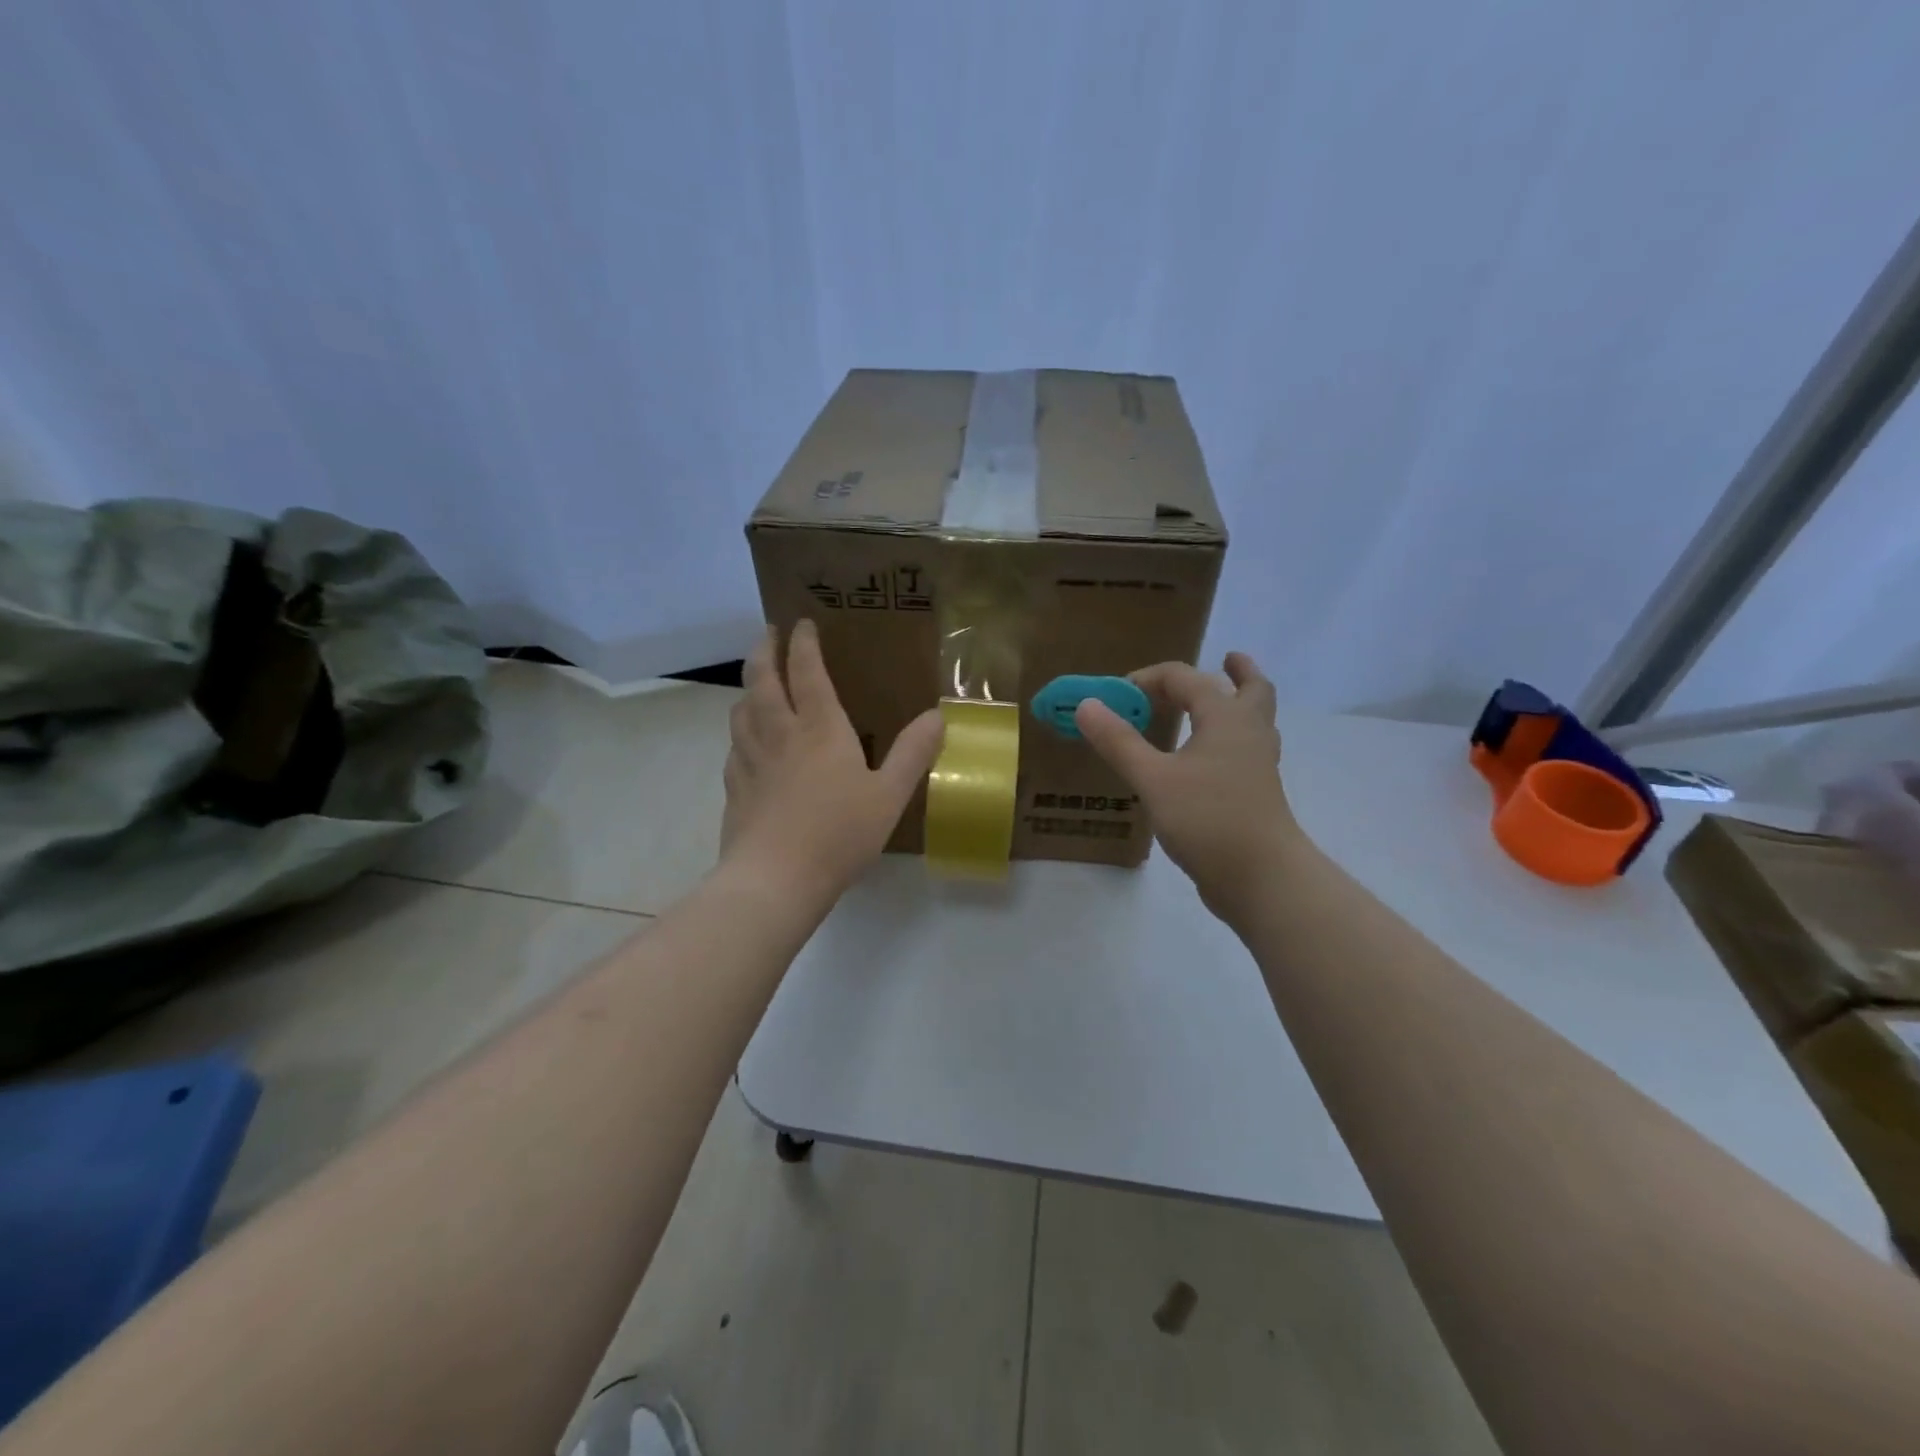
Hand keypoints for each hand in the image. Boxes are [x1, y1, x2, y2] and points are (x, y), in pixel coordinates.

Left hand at [721, 620, 943, 904]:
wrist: (775, 879)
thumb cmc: (839, 834)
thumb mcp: (889, 795)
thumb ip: (913, 754)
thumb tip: (937, 716)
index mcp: (819, 729)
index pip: (806, 671)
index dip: (804, 643)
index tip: (802, 623)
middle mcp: (779, 733)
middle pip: (762, 679)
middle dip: (765, 650)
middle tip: (769, 634)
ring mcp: (751, 760)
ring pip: (742, 709)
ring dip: (748, 686)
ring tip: (755, 680)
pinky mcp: (735, 787)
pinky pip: (734, 745)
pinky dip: (740, 729)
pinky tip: (746, 741)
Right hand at [1075, 653, 1297, 922]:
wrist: (1262, 877)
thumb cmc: (1208, 819)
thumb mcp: (1153, 778)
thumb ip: (1119, 741)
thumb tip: (1086, 704)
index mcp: (1226, 718)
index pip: (1187, 679)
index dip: (1149, 679)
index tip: (1118, 695)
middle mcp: (1249, 733)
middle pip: (1253, 690)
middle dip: (1238, 672)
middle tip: (1226, 659)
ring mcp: (1258, 766)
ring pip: (1256, 721)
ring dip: (1240, 703)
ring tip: (1223, 701)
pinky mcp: (1257, 794)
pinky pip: (1247, 751)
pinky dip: (1231, 740)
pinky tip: (1210, 758)